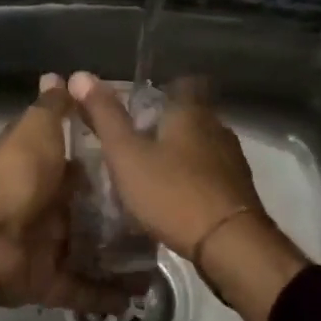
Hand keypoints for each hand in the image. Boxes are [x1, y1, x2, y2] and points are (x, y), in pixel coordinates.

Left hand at [0, 75, 144, 320]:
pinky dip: (107, 295)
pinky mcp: (48, 282)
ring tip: (163, 260)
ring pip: (92, 253)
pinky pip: (82, 290)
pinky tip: (141, 296)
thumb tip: (57, 74)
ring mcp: (47, 248)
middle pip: (91, 215)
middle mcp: (47, 209)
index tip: (149, 170)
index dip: (112, 169)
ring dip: (122, 258)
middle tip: (166, 220)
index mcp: (45, 172)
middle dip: (123, 218)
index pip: (84, 169)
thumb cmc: (15, 175)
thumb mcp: (36, 130)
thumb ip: (52, 108)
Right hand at [68, 72, 306, 320]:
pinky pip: (212, 174)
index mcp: (191, 112)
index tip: (142, 102)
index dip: (164, 88)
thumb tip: (80, 75)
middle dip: (167, 125)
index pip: (184, 82)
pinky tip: (176, 199)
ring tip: (153, 173)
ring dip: (181, 155)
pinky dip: (194, 180)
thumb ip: (104, 116)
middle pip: (192, 115)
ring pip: (203, 145)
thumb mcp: (126, 154)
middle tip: (137, 141)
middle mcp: (217, 128)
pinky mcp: (239, 191)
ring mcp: (232, 160)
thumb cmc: (172, 192)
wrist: (229, 244)